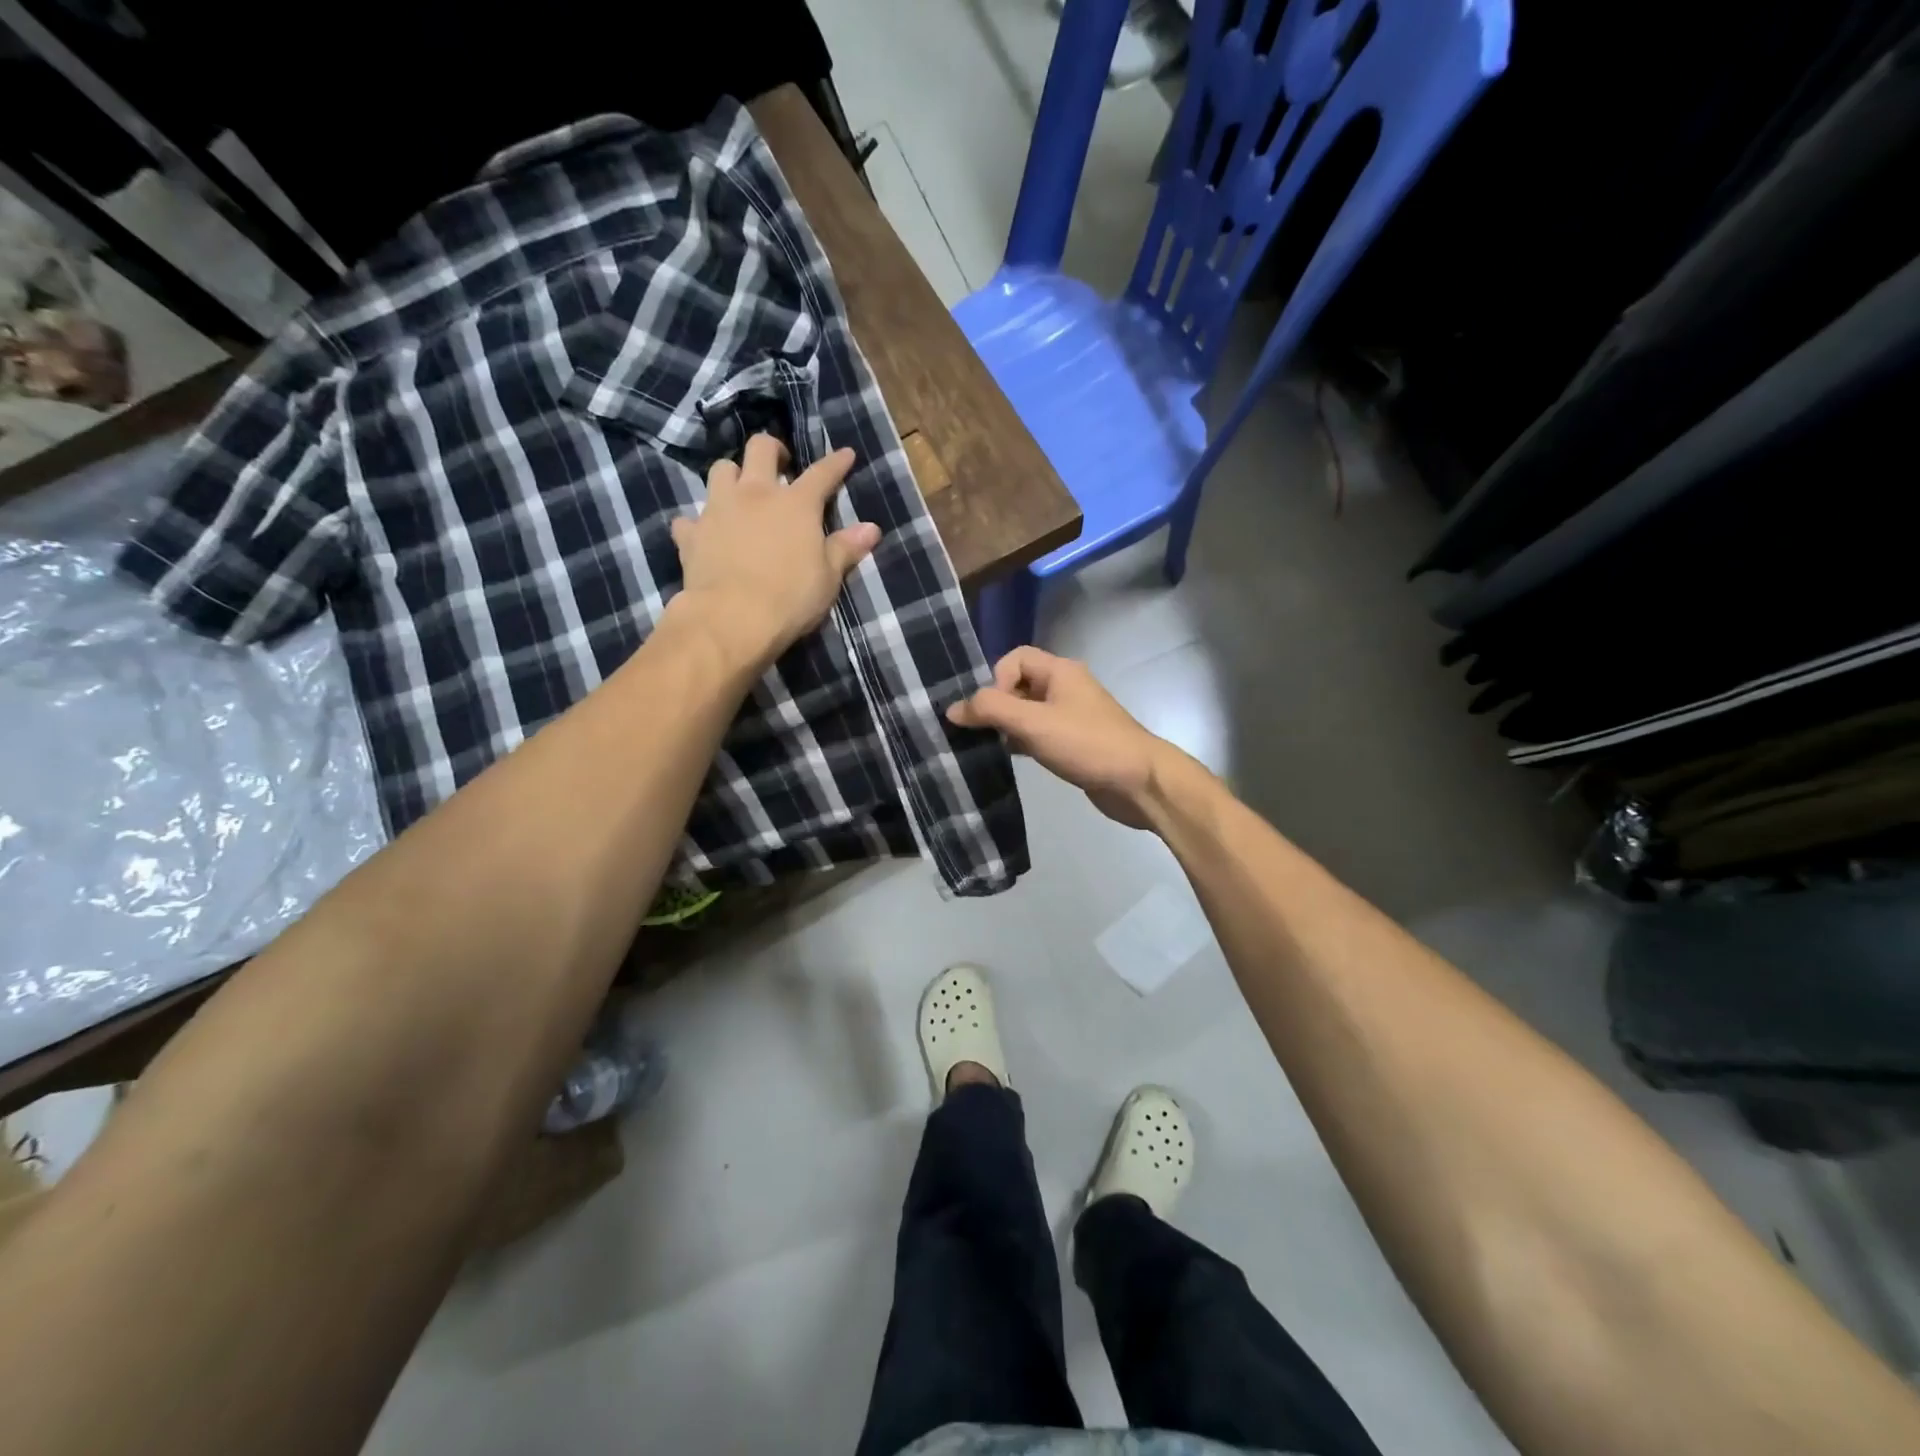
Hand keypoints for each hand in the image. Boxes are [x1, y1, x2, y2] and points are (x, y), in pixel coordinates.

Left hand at [669, 435, 881, 670]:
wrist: (732, 619)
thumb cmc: (791, 598)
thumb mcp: (828, 577)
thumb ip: (846, 548)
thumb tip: (871, 528)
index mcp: (796, 503)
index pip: (822, 473)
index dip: (836, 462)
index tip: (845, 454)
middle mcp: (755, 494)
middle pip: (760, 449)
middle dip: (772, 450)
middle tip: (780, 464)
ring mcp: (718, 510)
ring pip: (721, 470)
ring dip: (732, 476)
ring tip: (740, 492)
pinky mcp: (691, 534)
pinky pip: (690, 519)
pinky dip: (699, 523)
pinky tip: (705, 534)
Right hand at [947, 647, 1184, 828]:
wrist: (1138, 782)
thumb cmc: (1086, 744)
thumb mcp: (1033, 723)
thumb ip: (990, 710)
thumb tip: (952, 708)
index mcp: (1060, 671)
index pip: (1015, 658)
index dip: (997, 679)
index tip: (993, 711)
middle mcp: (1067, 687)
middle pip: (1020, 684)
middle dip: (998, 705)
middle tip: (985, 732)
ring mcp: (1073, 715)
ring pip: (1028, 711)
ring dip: (1009, 726)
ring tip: (995, 747)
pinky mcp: (1075, 741)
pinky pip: (1040, 732)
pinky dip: (1024, 742)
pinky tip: (1016, 759)